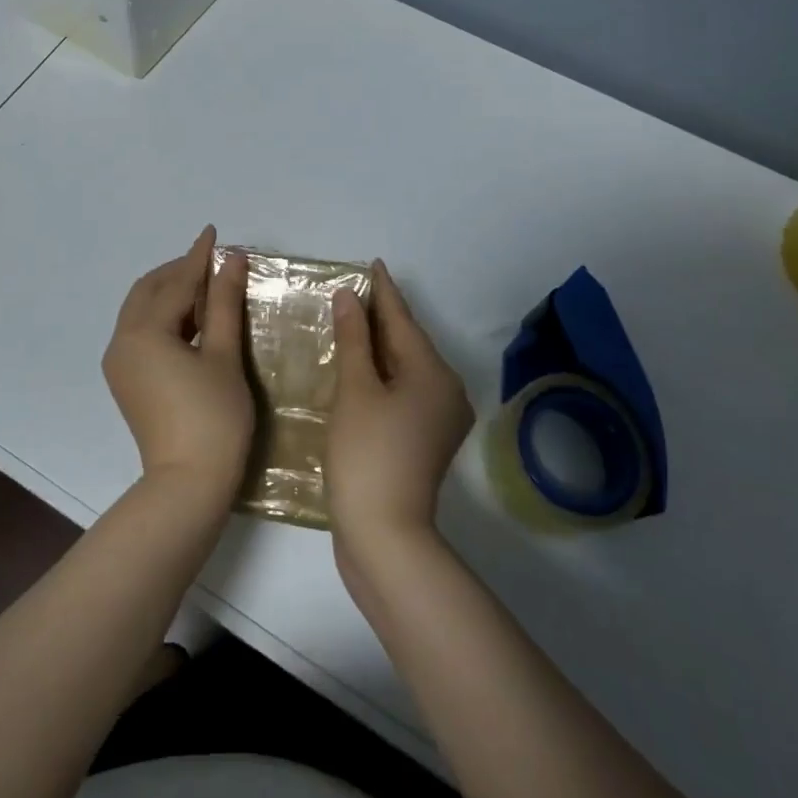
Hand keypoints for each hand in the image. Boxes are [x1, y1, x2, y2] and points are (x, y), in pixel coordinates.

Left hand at [102, 226, 254, 498]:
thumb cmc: (214, 418)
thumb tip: (232, 259)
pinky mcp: (126, 381)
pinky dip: (163, 317)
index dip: (198, 256)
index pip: (175, 282)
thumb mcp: (224, 355)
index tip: (214, 232)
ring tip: (206, 287)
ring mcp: (119, 364)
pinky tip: (191, 320)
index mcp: (143, 332)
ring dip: (170, 293)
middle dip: (178, 272)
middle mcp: (121, 342)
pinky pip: (140, 333)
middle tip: (212, 262)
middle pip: (148, 291)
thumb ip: (223, 303)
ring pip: (141, 311)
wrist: (188, 484)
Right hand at [328, 260, 474, 552]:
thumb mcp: (356, 390)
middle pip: (409, 343)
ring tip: (354, 322)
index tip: (373, 264)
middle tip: (356, 291)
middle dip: (383, 318)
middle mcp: (447, 390)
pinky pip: (406, 390)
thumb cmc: (367, 453)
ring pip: (408, 368)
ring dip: (381, 346)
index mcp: (434, 373)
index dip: (384, 291)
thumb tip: (350, 297)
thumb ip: (353, 339)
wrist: (385, 533)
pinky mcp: (427, 439)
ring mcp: (440, 418)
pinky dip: (384, 374)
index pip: (403, 320)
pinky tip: (362, 368)